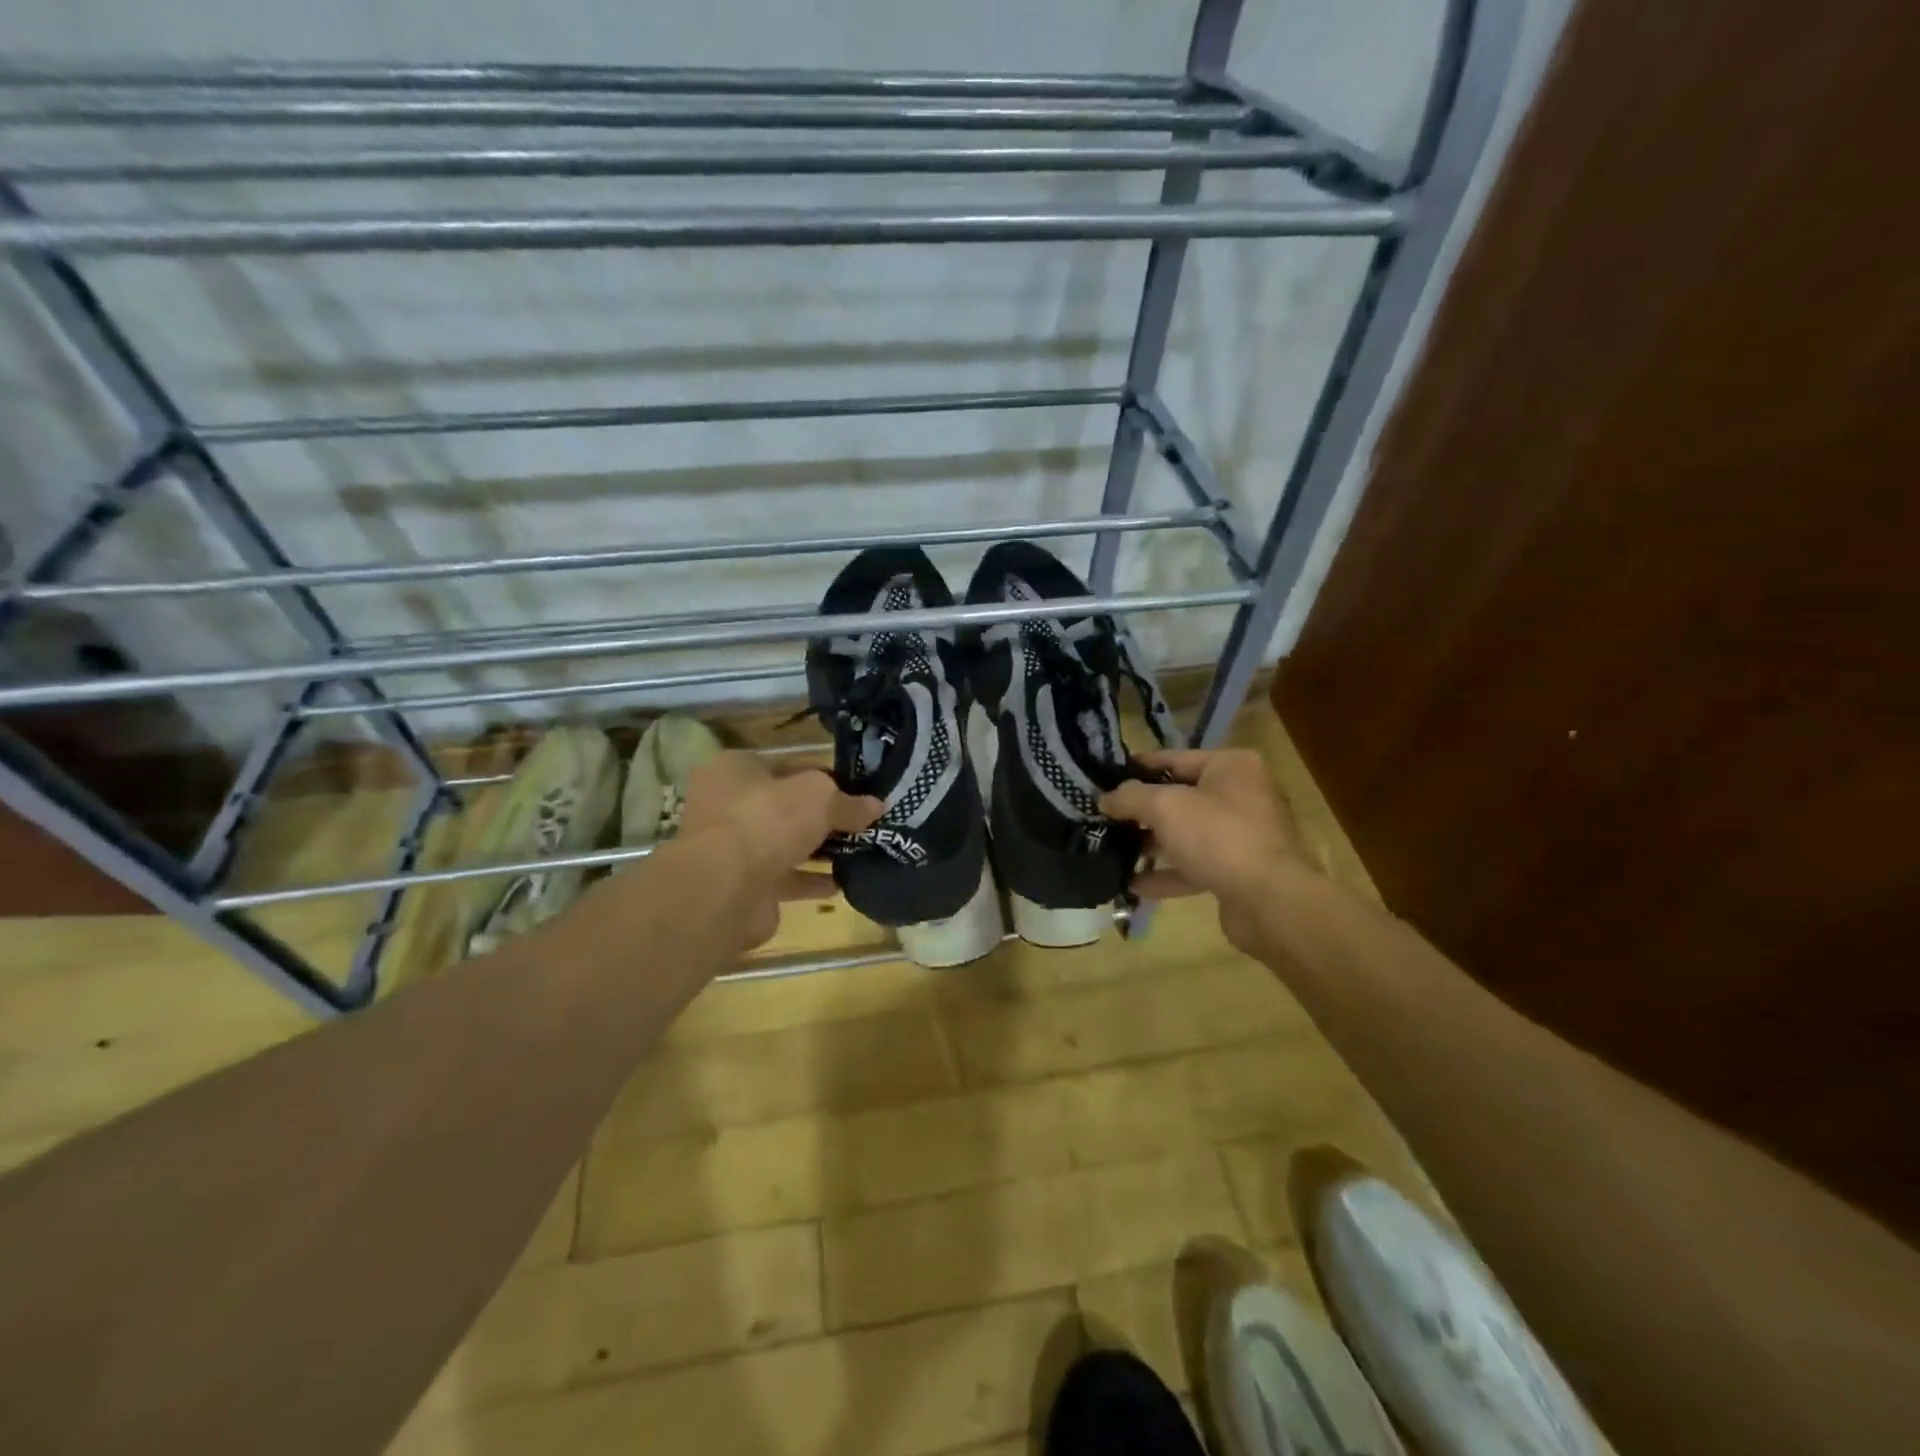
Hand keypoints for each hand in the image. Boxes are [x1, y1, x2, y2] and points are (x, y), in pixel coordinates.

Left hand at [674, 751, 880, 951]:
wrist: (726, 889)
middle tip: (862, 823)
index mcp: (735, 769)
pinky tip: (840, 884)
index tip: (857, 791)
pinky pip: (783, 878)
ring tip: (858, 852)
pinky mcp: (741, 886)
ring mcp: (730, 848)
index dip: (824, 776)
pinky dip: (809, 881)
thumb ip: (848, 802)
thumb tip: (875, 806)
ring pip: (784, 844)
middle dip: (822, 816)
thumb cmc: (768, 820)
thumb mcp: (820, 797)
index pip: (788, 765)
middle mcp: (726, 805)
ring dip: (817, 850)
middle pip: (785, 806)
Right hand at [1100, 748, 1315, 949]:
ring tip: (1113, 850)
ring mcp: (1243, 835)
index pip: (1174, 758)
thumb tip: (1104, 798)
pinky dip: (1167, 874)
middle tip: (1104, 818)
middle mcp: (1242, 795)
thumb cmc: (1219, 837)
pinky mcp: (1239, 871)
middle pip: (1180, 797)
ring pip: (1186, 834)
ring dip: (1151, 843)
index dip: (1137, 768)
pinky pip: (1195, 866)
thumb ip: (1129, 797)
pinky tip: (1133, 884)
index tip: (1104, 778)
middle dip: (1142, 810)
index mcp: (1231, 766)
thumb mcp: (1165, 807)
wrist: (1271, 901)